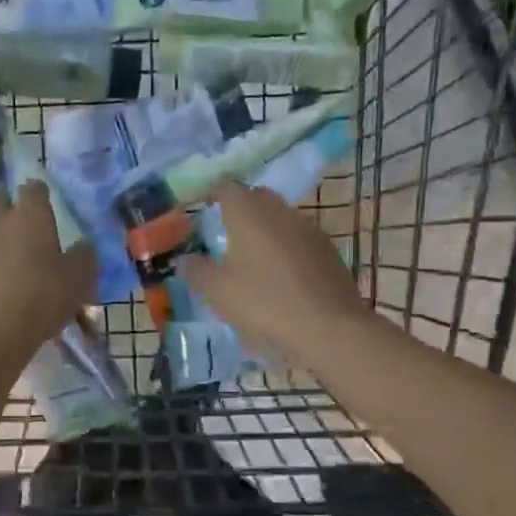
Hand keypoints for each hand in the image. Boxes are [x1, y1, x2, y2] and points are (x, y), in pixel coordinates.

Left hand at [0, 181, 96, 377]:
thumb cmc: (40, 300)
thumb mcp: (79, 281)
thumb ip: (84, 256)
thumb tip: (83, 246)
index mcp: (29, 216)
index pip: (33, 188)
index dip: (41, 194)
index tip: (48, 204)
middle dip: (10, 208)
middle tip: (24, 228)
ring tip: (3, 255)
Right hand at [180, 181, 369, 361]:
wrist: (330, 328)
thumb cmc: (266, 304)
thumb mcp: (218, 293)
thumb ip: (196, 271)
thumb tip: (185, 259)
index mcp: (250, 214)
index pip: (227, 188)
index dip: (212, 197)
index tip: (203, 215)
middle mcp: (280, 212)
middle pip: (257, 197)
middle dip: (240, 210)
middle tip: (226, 236)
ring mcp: (309, 229)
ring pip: (281, 217)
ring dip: (265, 230)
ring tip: (253, 260)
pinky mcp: (328, 250)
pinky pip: (299, 238)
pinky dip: (286, 247)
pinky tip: (282, 276)